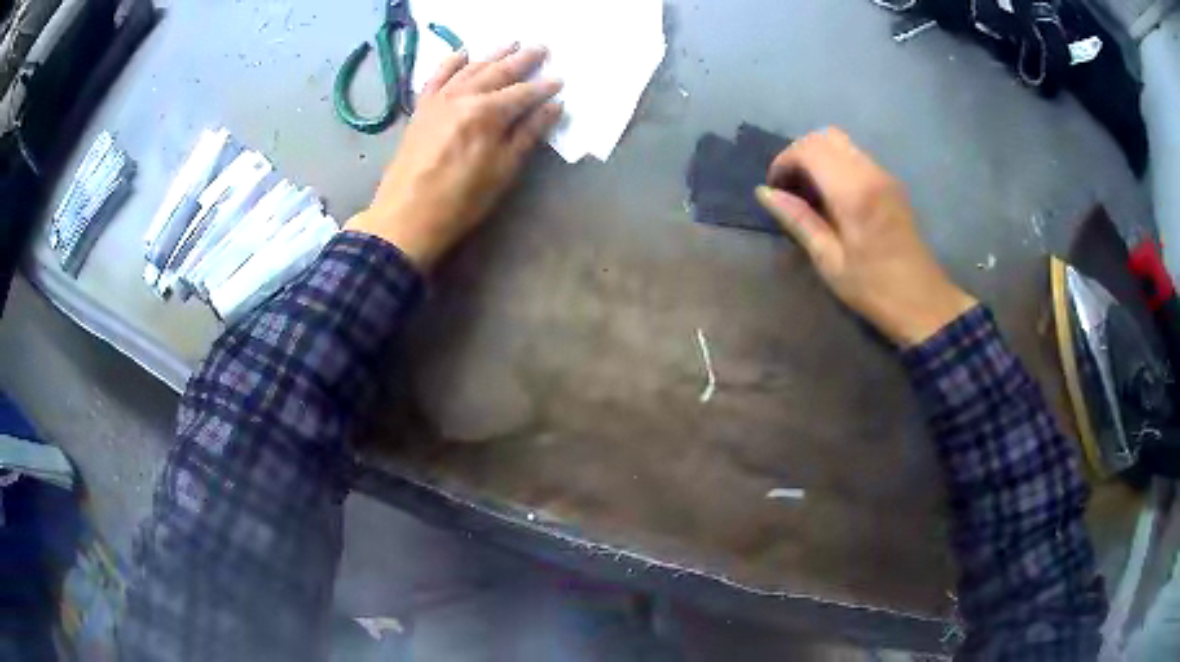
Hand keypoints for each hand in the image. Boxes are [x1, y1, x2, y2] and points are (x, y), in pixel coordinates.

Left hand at [346, 45, 562, 270]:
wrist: (406, 216)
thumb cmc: (460, 201)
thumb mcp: (502, 171)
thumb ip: (527, 134)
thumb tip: (552, 107)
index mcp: (487, 114)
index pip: (523, 93)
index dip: (543, 87)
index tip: (560, 81)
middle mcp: (463, 97)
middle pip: (498, 72)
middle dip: (522, 60)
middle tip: (541, 48)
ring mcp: (439, 100)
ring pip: (470, 68)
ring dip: (492, 55)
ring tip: (510, 43)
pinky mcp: (421, 109)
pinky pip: (437, 77)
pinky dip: (450, 62)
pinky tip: (462, 53)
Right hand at [755, 128, 976, 346]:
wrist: (923, 302)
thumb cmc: (874, 288)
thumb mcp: (829, 261)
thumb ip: (799, 220)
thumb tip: (765, 192)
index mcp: (853, 192)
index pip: (809, 149)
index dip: (784, 161)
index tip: (774, 187)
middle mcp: (870, 172)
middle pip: (826, 136)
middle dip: (800, 152)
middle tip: (789, 185)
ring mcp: (884, 175)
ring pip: (842, 143)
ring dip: (818, 156)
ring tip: (808, 191)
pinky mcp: (891, 183)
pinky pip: (856, 156)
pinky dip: (836, 163)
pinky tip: (832, 195)